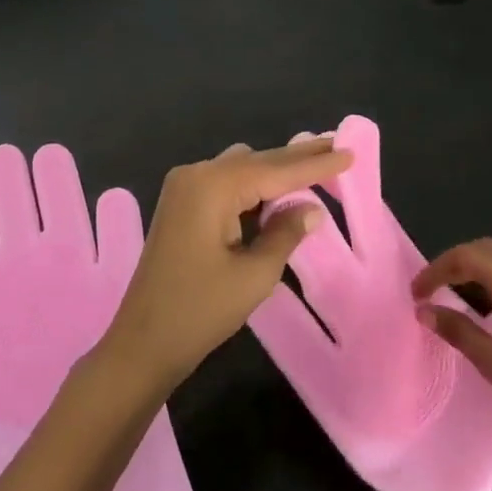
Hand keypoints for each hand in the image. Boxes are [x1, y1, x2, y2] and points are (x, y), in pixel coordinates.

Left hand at [101, 139, 351, 394]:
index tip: (349, 151)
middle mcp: (195, 175)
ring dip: (275, 171)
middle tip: (337, 148)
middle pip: (257, 161)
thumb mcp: (254, 274)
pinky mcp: (180, 205)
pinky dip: (253, 186)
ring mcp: (183, 188)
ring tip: (316, 167)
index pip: (275, 170)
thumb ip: (285, 233)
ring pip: (240, 169)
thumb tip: (311, 208)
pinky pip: (225, 184)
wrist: (142, 342)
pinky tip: (278, 192)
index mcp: (212, 186)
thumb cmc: (200, 311)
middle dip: (297, 159)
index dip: (315, 165)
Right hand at [412, 239, 491, 462]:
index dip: (436, 269)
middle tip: (433, 289)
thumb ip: (456, 329)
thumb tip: (424, 310)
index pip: (466, 256)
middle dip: (454, 263)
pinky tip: (488, 310)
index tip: (417, 293)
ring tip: (454, 298)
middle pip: (486, 249)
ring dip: (475, 271)